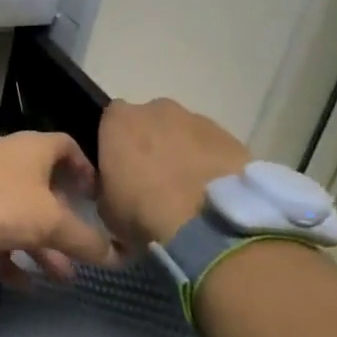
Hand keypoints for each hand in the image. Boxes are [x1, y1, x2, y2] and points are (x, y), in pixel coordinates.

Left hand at [0, 133, 116, 281]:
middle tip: (85, 250)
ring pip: (21, 218)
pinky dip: (10, 259)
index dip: (86, 170)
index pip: (68, 148)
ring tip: (63, 279)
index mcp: (34, 150)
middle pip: (45, 190)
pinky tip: (25, 285)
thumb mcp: (50, 221)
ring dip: (42, 247)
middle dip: (66, 222)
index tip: (99, 198)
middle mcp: (10, 164)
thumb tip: (119, 254)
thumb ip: (85, 239)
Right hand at [98, 99, 251, 253]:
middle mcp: (158, 109)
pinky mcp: (231, 138)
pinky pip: (212, 147)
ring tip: (187, 191)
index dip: (114, 143)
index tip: (118, 169)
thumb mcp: (105, 206)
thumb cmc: (143, 214)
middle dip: (150, 144)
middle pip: (149, 121)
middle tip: (153, 180)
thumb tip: (113, 184)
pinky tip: (211, 192)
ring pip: (183, 132)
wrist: (209, 227)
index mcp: (120, 121)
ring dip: (182, 152)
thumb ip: (106, 184)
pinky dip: (209, 163)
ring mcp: (198, 120)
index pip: (109, 120)